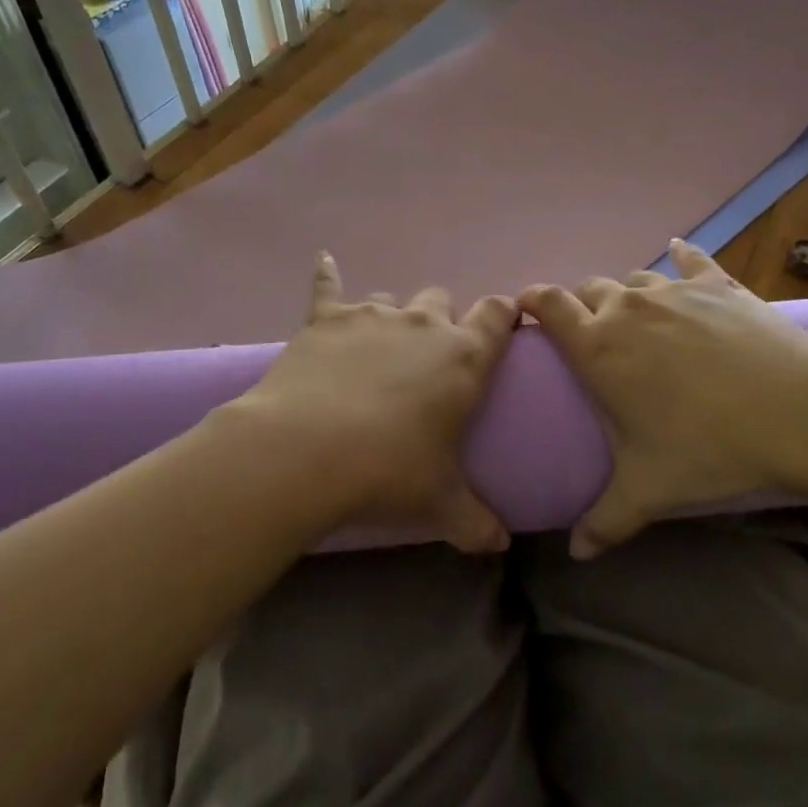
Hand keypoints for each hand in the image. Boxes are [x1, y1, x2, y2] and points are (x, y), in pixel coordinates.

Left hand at [233, 253, 518, 552]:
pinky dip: (327, 275)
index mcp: (464, 356)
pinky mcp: (326, 317)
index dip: (502, 316)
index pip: (497, 315)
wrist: (305, 451)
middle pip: (441, 301)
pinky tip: (323, 260)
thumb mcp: (440, 502)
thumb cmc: (388, 472)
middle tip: (428, 361)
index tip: (502, 325)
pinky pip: (328, 286)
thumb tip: (501, 545)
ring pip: (392, 299)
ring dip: (392, 319)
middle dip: (440, 322)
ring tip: (378, 351)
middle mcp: (423, 324)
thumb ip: (477, 522)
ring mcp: (372, 315)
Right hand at [518, 240, 807, 557]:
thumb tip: (577, 554)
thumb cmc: (709, 446)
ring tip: (636, 319)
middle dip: (580, 306)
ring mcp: (675, 292)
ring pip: (634, 279)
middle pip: (588, 289)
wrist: (799, 409)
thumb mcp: (649, 490)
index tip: (524, 309)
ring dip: (626, 295)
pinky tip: (679, 251)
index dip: (531, 301)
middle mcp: (628, 308)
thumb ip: (605, 520)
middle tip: (589, 336)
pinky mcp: (719, 285)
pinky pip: (692, 261)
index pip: (548, 306)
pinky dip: (682, 258)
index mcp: (598, 347)